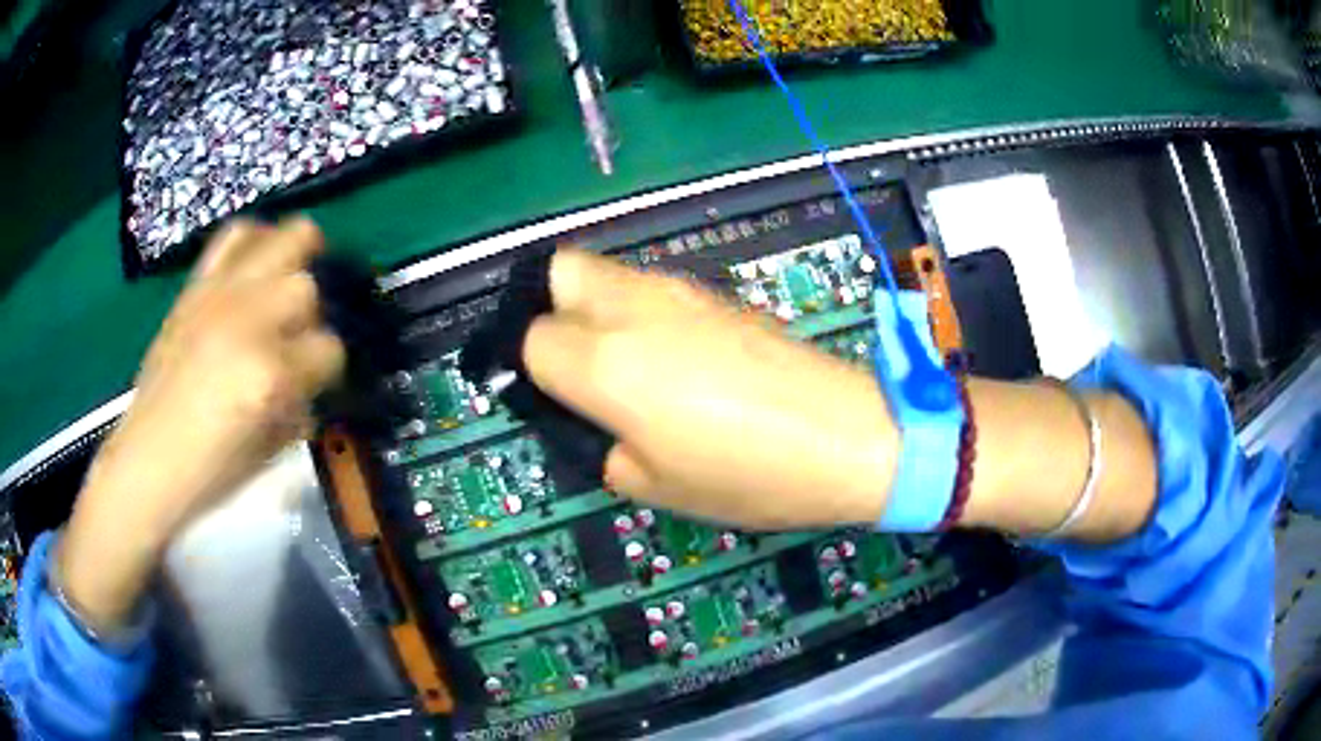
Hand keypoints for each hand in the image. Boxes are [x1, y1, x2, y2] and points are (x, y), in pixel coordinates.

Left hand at [59, 218, 345, 629]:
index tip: (317, 382)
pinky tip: (260, 260)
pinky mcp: (196, 286)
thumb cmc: (209, 471)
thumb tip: (312, 383)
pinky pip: (236, 236)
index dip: (329, 368)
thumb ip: (299, 405)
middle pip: (307, 289)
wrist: (147, 459)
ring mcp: (220, 295)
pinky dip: (255, 239)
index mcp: (269, 375)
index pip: (330, 348)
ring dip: (296, 262)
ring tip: (292, 281)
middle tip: (297, 338)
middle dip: (311, 317)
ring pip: (284, 243)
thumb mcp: (269, 451)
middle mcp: (248, 322)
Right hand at [523, 250, 898, 528]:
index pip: (532, 338)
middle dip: (553, 308)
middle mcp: (634, 309)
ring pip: (609, 273)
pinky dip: (642, 312)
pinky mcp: (719, 294)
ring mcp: (681, 293)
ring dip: (598, 307)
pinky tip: (677, 360)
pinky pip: (655, 289)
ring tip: (628, 365)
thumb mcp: (653, 485)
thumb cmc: (747, 475)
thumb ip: (602, 442)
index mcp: (606, 362)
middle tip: (578, 362)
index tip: (554, 397)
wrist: (847, 436)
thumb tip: (595, 417)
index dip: (534, 370)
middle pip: (561, 270)